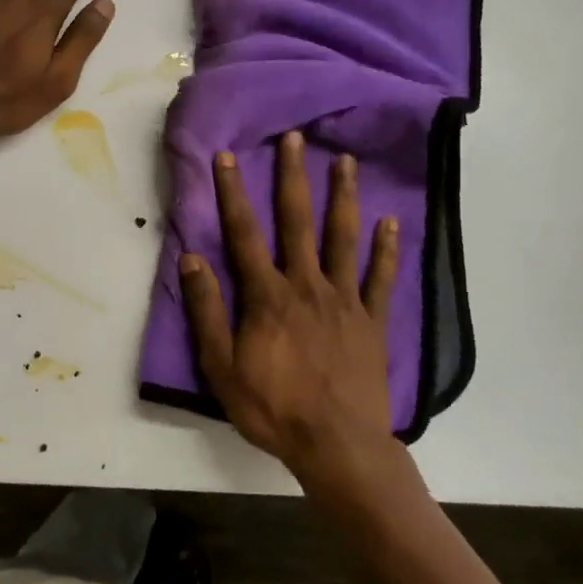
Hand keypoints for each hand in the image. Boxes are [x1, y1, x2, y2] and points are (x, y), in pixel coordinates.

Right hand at [180, 130, 408, 497]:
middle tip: (295, 138)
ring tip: (346, 162)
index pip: (244, 233)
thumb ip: (207, 311)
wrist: (337, 445)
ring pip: (343, 238)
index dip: (233, 193)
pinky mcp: (373, 320)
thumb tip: (190, 259)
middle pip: (298, 221)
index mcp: (267, 296)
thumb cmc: (274, 408)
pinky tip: (392, 221)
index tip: (227, 156)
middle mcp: (306, 285)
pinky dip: (387, 249)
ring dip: (343, 197)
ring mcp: (345, 299)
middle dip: (293, 177)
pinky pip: (381, 278)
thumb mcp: (222, 367)